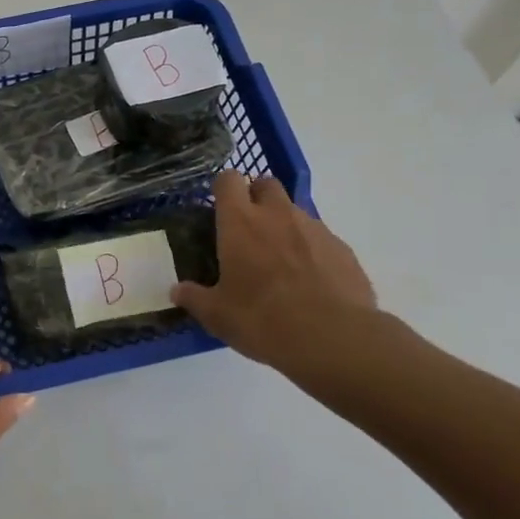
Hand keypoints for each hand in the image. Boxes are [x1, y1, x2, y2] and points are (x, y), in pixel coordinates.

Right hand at [171, 171, 389, 393]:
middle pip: (266, 183)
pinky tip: (310, 282)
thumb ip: (194, 298)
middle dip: (256, 196)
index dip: (223, 188)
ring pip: (295, 211)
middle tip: (249, 229)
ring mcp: (314, 228)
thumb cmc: (262, 319)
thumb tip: (176, 291)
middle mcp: (277, 214)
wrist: (333, 338)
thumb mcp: (217, 315)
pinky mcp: (342, 248)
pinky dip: (312, 250)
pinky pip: (320, 238)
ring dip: (284, 225)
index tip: (219, 207)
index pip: (228, 179)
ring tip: (280, 263)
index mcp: (240, 222)